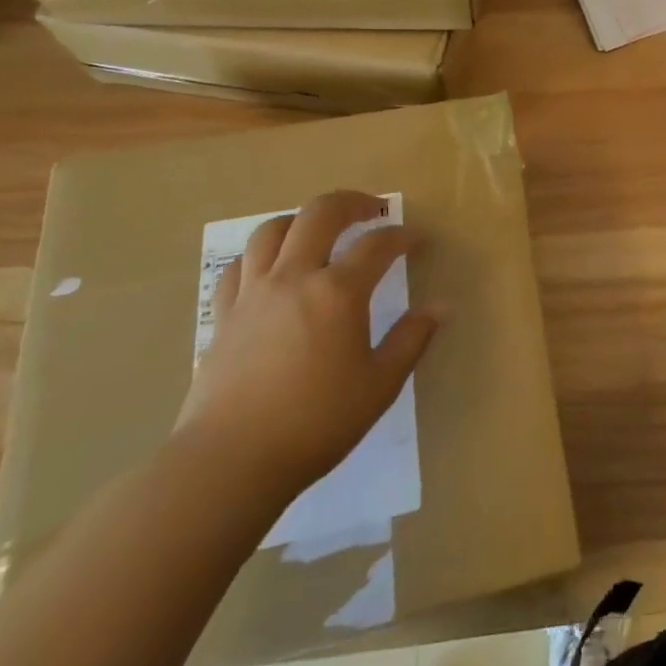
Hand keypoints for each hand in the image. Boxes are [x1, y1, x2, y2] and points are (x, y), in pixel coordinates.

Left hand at [174, 191, 438, 501]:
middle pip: (320, 213)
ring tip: (318, 230)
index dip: (402, 237)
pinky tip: (270, 269)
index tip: (417, 242)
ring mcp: (253, 293)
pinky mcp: (223, 315)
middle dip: (352, 202)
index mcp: (338, 292)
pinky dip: (259, 256)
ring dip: (301, 220)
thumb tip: (442, 306)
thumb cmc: (315, 424)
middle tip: (373, 210)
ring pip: (272, 230)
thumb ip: (412, 339)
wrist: (229, 463)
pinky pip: (238, 267)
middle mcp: (294, 277)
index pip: (378, 245)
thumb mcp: (380, 385)